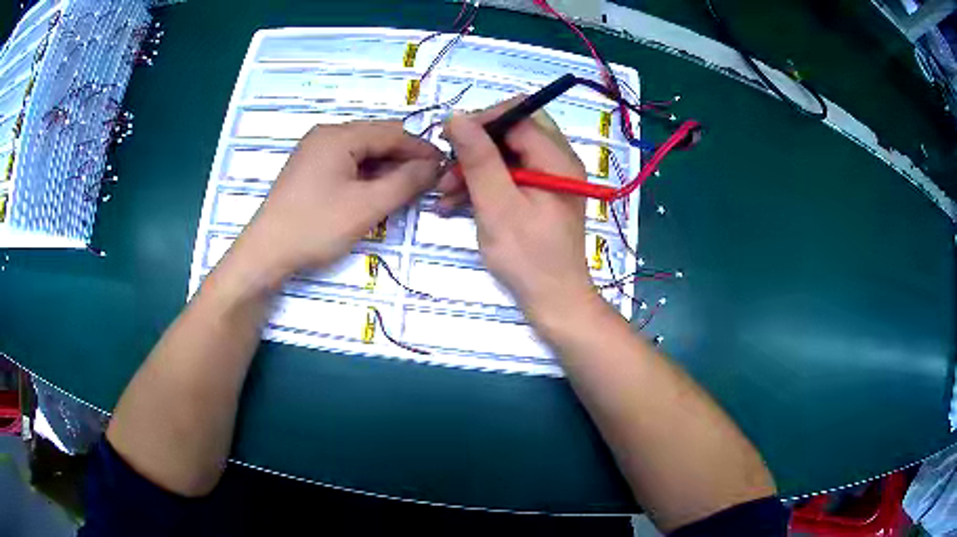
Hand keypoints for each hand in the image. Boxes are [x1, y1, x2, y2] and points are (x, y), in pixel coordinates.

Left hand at [234, 121, 440, 286]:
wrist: (266, 253)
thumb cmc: (316, 226)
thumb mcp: (367, 206)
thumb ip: (405, 182)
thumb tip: (434, 165)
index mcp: (338, 135)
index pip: (391, 132)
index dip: (420, 148)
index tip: (444, 166)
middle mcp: (325, 136)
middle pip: (376, 139)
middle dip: (403, 159)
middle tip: (426, 182)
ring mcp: (314, 152)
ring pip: (361, 153)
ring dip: (385, 169)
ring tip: (404, 191)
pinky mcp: (309, 170)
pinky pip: (346, 164)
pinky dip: (366, 176)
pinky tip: (375, 194)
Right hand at [440, 103, 596, 322]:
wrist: (554, 300)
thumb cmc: (528, 257)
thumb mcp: (497, 205)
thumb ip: (478, 158)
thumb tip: (456, 116)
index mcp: (556, 158)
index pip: (518, 115)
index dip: (481, 121)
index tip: (448, 139)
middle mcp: (557, 160)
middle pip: (511, 132)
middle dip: (475, 147)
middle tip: (447, 169)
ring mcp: (549, 177)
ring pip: (506, 154)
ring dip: (473, 169)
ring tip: (443, 194)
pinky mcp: (539, 194)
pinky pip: (508, 176)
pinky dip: (483, 185)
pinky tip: (454, 204)